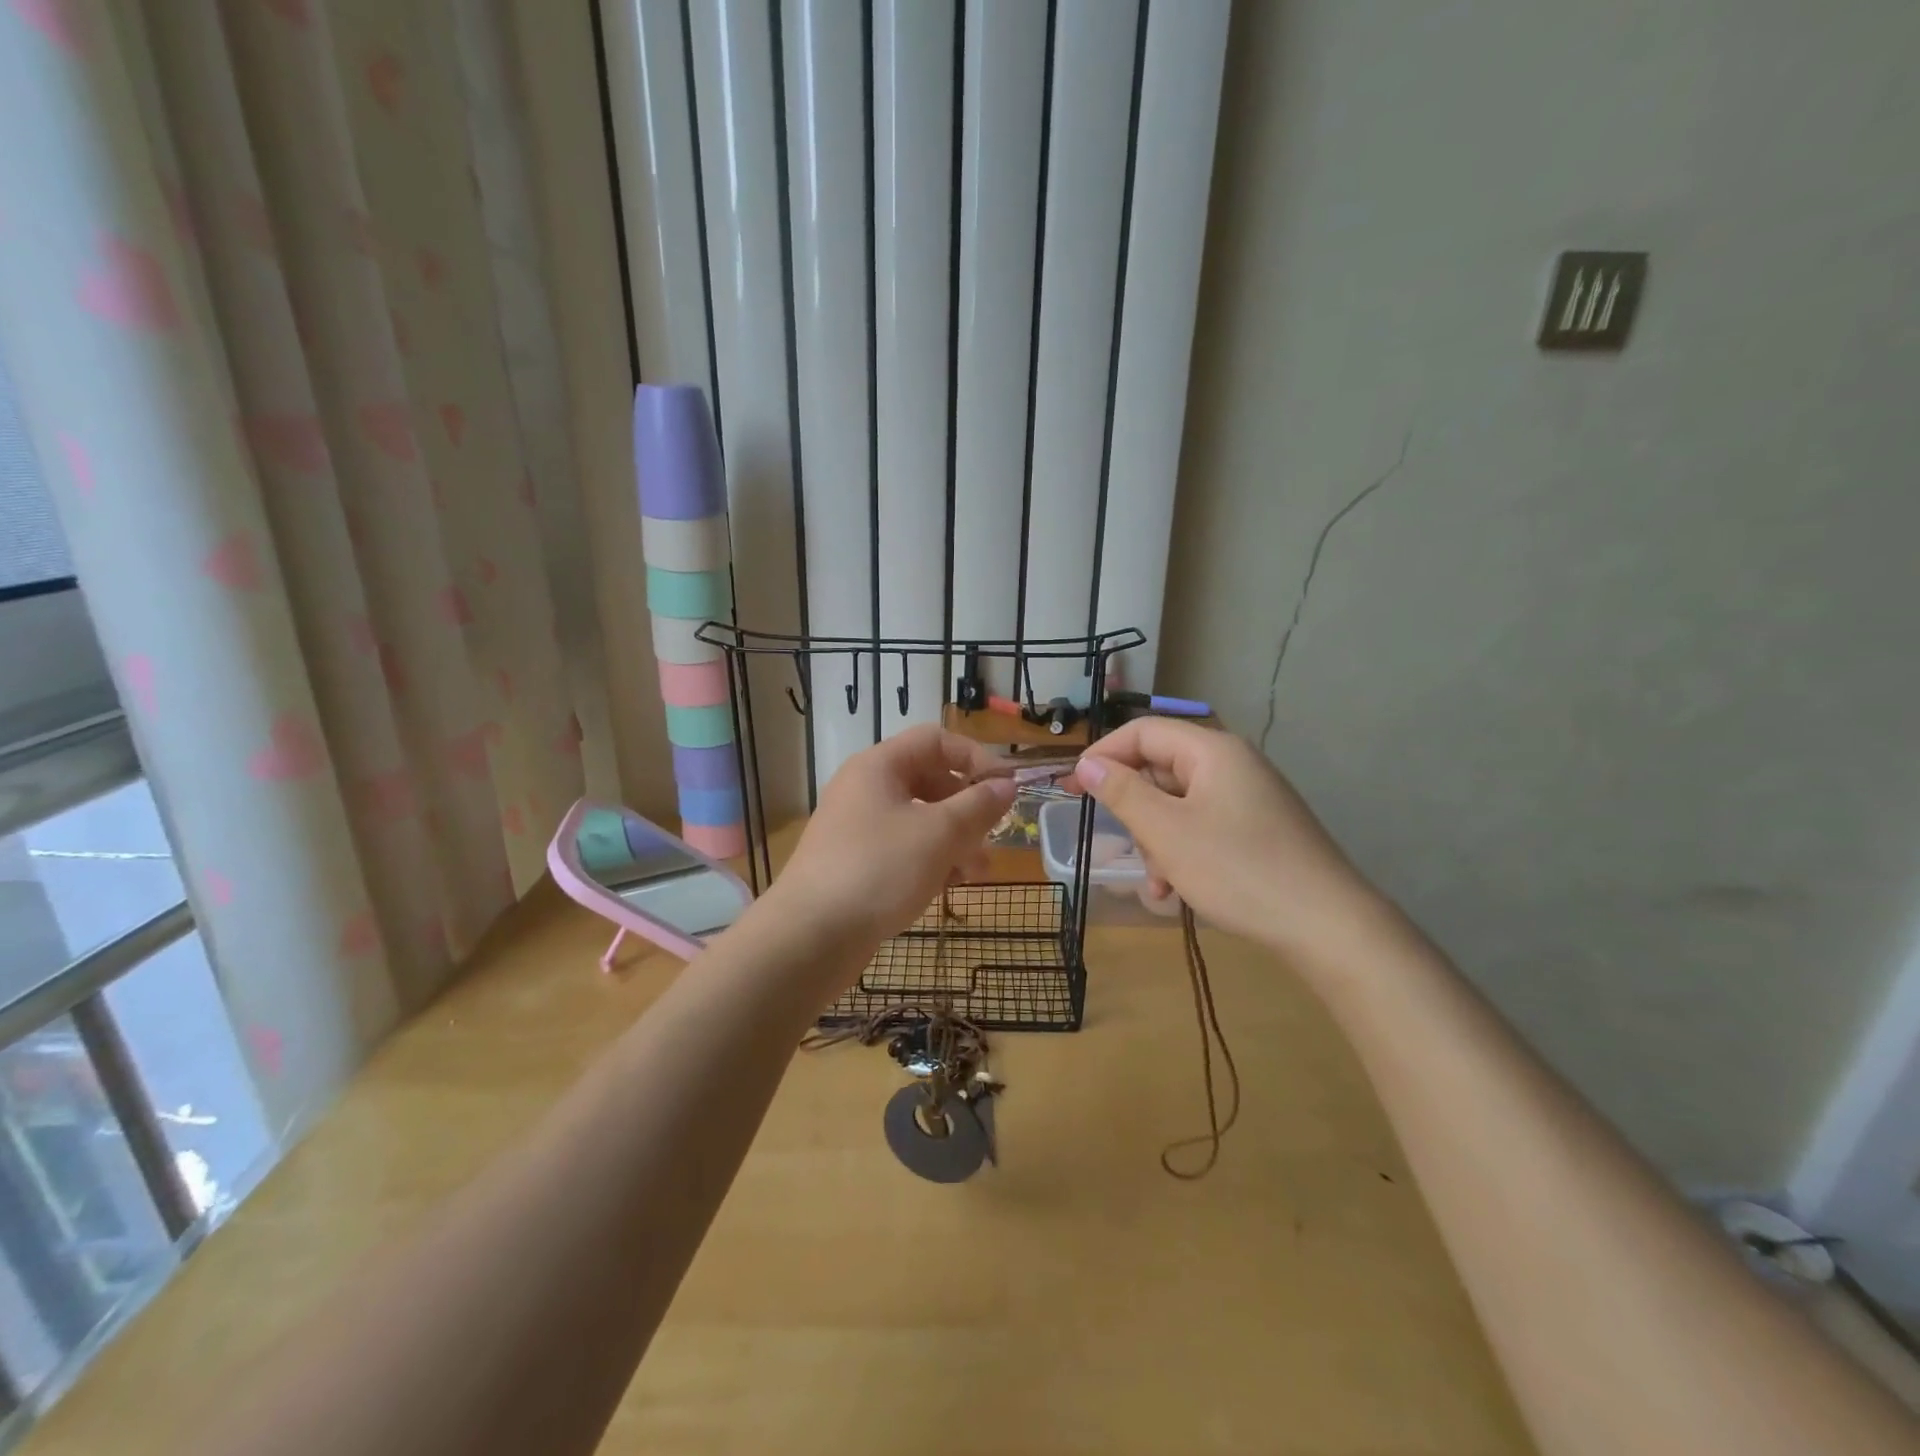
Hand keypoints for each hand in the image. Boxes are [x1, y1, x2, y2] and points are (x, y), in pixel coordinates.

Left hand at [770, 725, 1015, 951]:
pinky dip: (930, 860)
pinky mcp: (857, 863)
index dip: (975, 757)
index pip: (936, 740)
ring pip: (919, 820)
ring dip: (954, 840)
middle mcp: (866, 789)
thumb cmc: (879, 870)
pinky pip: (903, 849)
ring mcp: (858, 828)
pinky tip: (948, 887)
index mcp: (879, 766)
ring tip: (976, 872)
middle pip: (929, 781)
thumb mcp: (939, 834)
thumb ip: (979, 805)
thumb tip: (1006, 785)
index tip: (1005, 789)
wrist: (810, 936)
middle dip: (967, 808)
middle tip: (991, 836)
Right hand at [1070, 718, 1385, 959]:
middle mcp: (1232, 764)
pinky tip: (1177, 891)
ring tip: (1158, 884)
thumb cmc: (1238, 870)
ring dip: (1157, 841)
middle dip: (1135, 810)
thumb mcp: (1166, 832)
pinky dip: (1182, 852)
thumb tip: (1087, 764)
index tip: (1073, 788)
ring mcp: (1249, 798)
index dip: (1103, 754)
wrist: (1327, 925)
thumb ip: (1122, 792)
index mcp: (1212, 751)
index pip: (1143, 732)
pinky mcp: (1258, 829)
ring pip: (1179, 804)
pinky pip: (1203, 826)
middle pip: (1161, 769)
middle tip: (1122, 845)